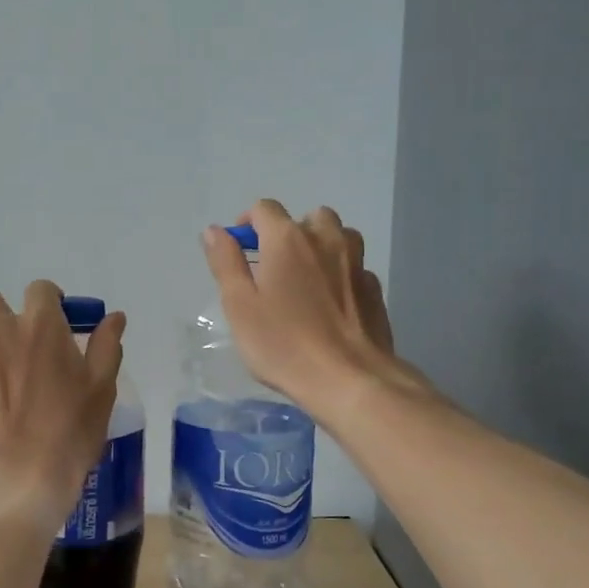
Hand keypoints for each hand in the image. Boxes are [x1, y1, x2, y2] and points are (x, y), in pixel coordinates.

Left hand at [0, 281, 125, 527]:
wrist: (12, 482)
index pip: (40, 289)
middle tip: (13, 346)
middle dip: (1, 314)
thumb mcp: (100, 392)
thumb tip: (115, 316)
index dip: (47, 302)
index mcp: (41, 326)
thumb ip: (106, 347)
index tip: (52, 323)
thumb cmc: (67, 436)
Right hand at [202, 200, 404, 417]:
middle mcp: (325, 239)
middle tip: (274, 267)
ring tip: (307, 277)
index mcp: (287, 239)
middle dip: (288, 232)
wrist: (348, 378)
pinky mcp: (374, 288)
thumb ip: (225, 262)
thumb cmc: (283, 343)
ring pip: (338, 235)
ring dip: (321, 245)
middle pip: (306, 217)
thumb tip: (214, 231)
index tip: (240, 249)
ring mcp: (356, 262)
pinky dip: (341, 272)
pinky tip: (332, 301)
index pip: (265, 209)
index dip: (248, 223)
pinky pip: (354, 265)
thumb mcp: (240, 305)